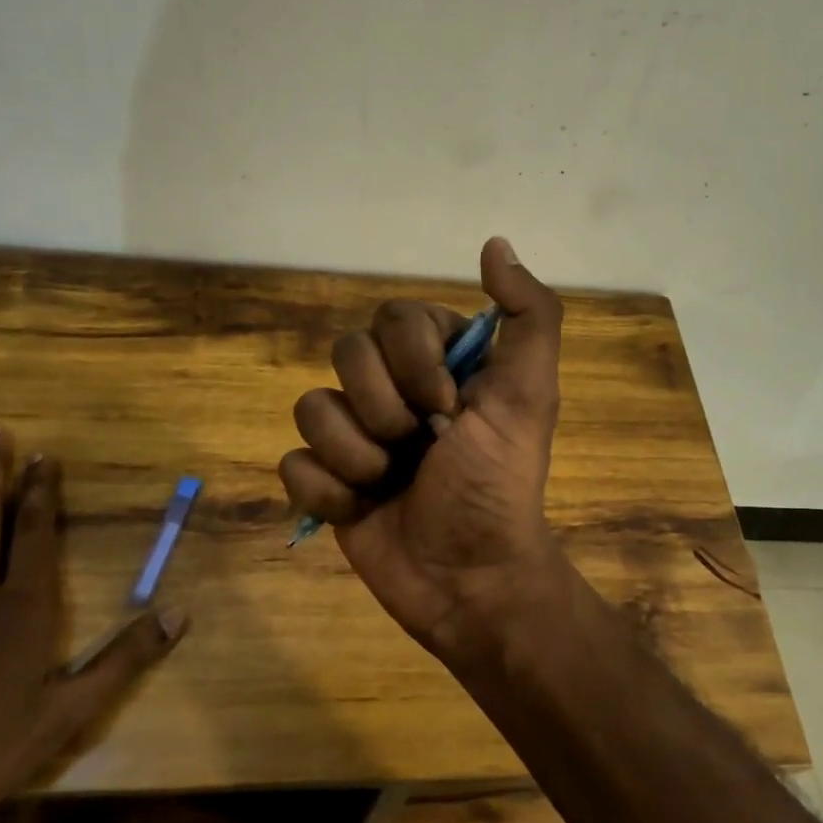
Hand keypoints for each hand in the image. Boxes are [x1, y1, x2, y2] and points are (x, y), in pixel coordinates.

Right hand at [279, 238, 566, 655]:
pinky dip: (326, 490)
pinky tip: (361, 510)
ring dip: (356, 454)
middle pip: (346, 354)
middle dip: (384, 409)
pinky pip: (292, 463)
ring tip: (391, 484)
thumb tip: (495, 243)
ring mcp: (355, 437)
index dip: (414, 360)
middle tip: (420, 448)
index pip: (394, 318)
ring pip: (312, 408)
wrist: (469, 579)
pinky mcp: (326, 483)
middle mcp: (392, 391)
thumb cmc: (499, 483)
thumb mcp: (530, 395)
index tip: (449, 406)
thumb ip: (528, 316)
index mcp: (437, 364)